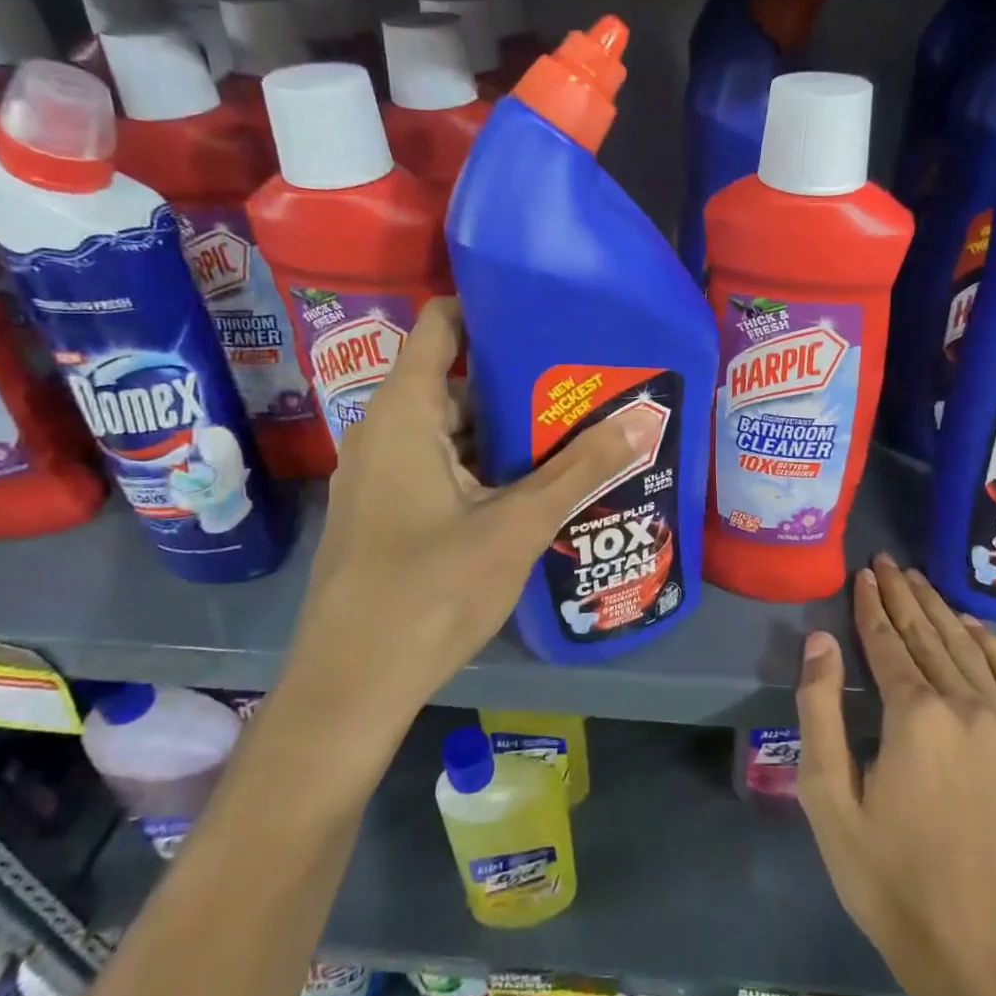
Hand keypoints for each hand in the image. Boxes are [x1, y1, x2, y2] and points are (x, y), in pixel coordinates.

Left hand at [285, 299, 644, 732]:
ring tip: (576, 429)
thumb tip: (644, 419)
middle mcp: (385, 432)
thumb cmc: (429, 591)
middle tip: (585, 381)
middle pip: (456, 379)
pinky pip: (443, 466)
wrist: (351, 687)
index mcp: (403, 413)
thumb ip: (580, 469)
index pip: (441, 326)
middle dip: (521, 380)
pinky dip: (487, 465)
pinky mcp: (389, 511)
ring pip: (453, 430)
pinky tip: (536, 484)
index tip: (549, 311)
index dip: (490, 309)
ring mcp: (383, 475)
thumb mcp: (517, 525)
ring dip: (509, 431)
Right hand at [796, 554, 995, 995]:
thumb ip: (819, 710)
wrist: (978, 951)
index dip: (871, 605)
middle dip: (903, 595)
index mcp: (916, 715)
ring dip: (940, 611)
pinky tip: (973, 626)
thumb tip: (821, 640)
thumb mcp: (828, 797)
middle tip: (885, 561)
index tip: (862, 572)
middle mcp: (968, 707)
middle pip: (929, 636)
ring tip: (918, 580)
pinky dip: (992, 646)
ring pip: (969, 650)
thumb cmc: (887, 875)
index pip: (888, 642)